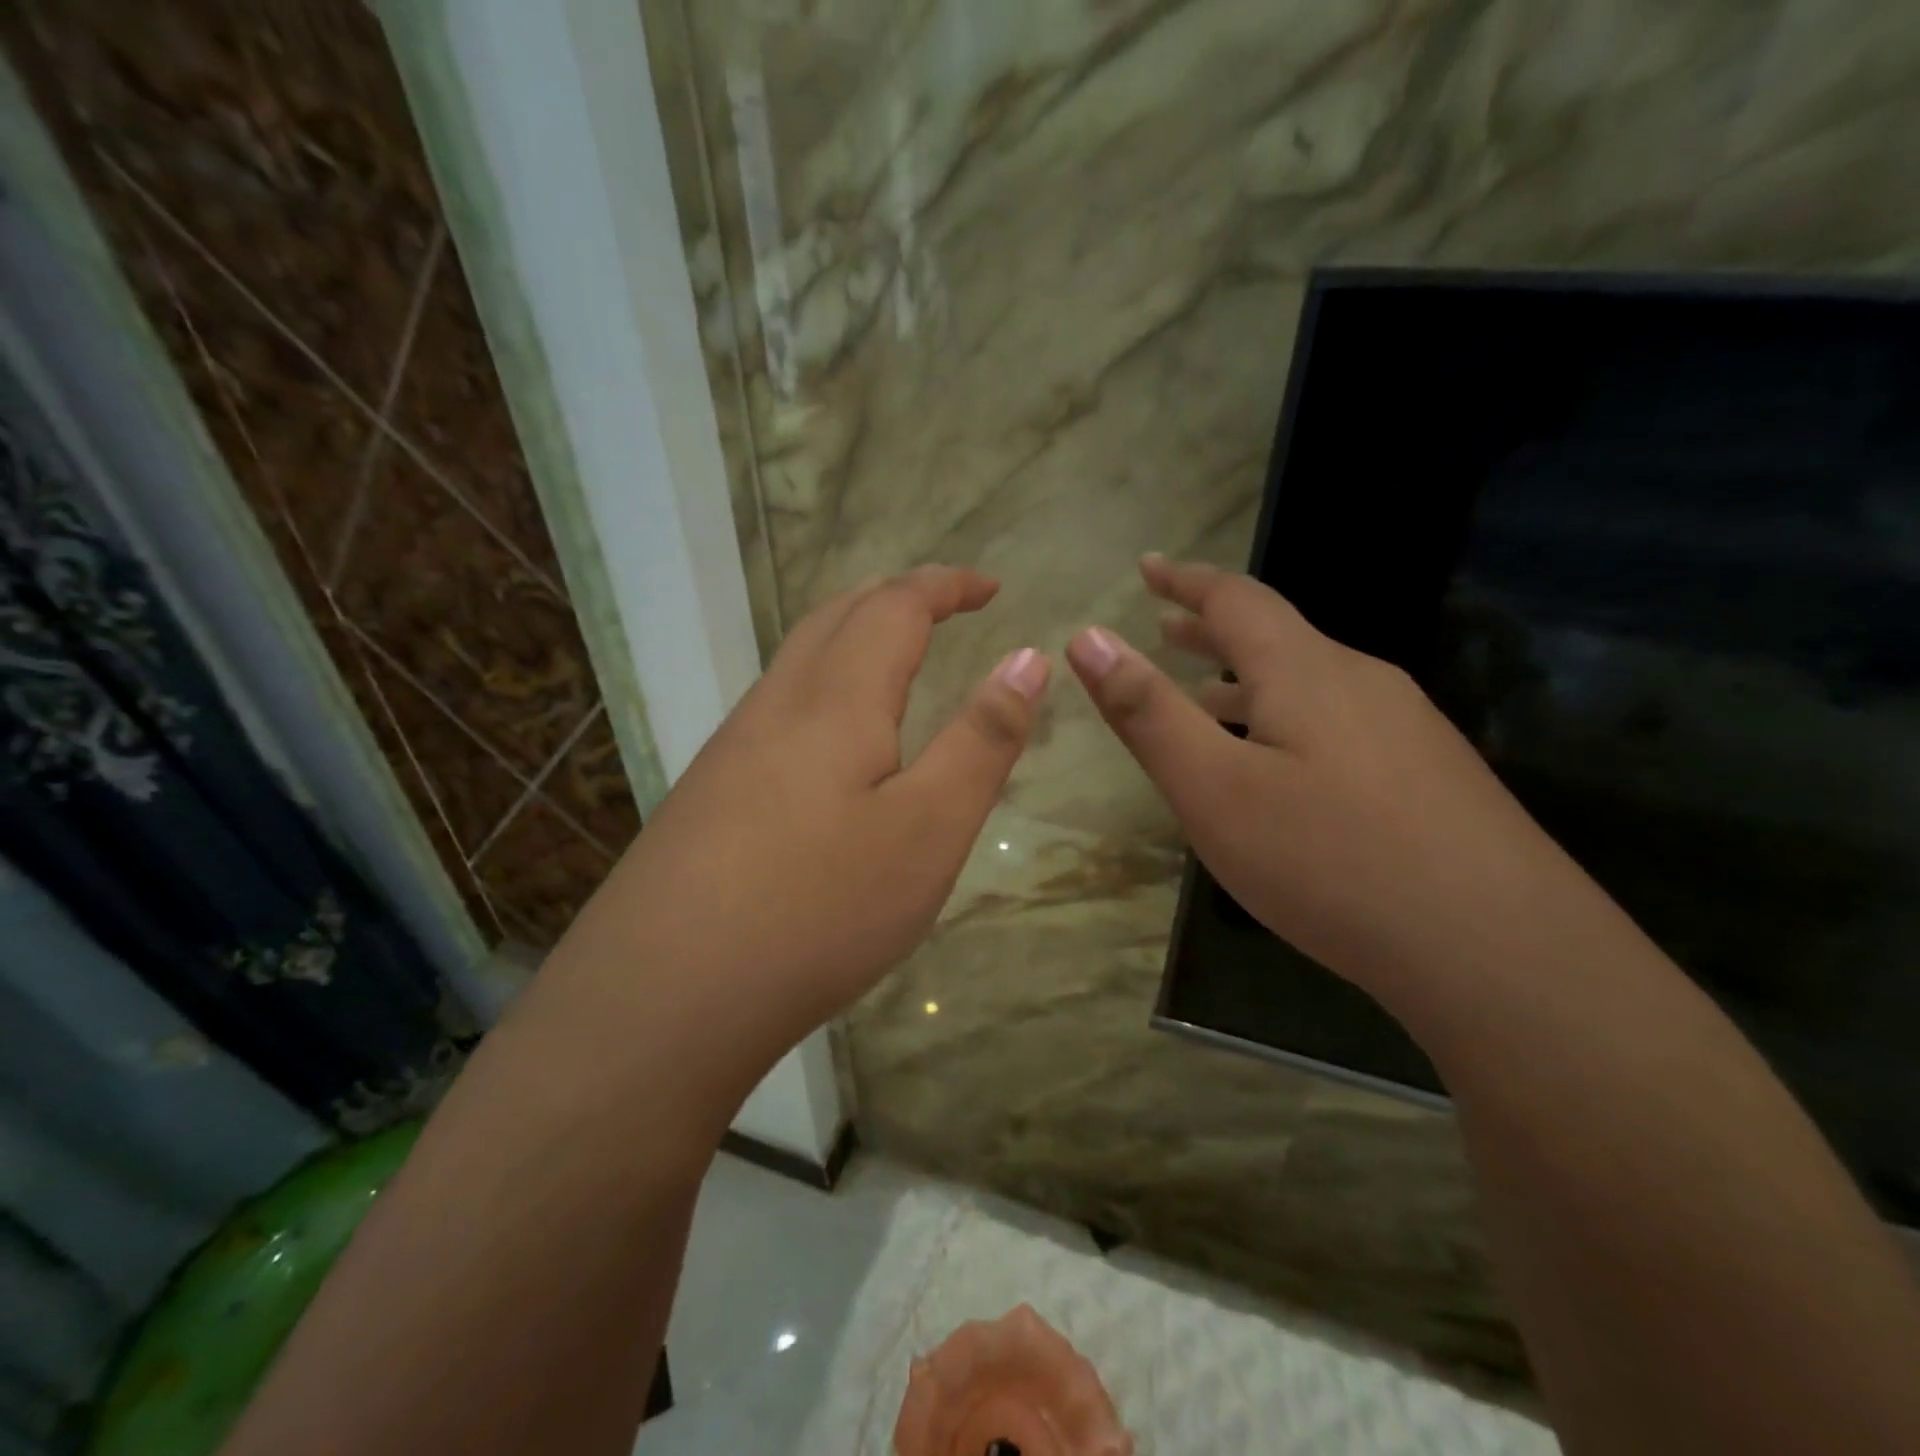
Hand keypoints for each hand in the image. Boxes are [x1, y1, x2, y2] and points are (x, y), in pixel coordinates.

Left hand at [558, 566, 1049, 1063]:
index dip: (946, 586)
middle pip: (836, 616)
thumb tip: (1027, 659)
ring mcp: (732, 749)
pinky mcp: (709, 793)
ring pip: (798, 659)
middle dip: (897, 597)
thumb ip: (981, 740)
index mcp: (836, 700)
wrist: (665, 996)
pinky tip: (831, 741)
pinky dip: (822, 685)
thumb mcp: (929, 829)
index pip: (895, 606)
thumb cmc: (820, 908)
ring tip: (895, 656)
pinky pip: (776, 707)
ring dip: (852, 636)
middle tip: (946, 608)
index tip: (991, 588)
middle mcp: (776, 705)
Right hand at [1065, 555, 1590, 998]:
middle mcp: (1361, 683)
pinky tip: (1280, 769)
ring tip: (1206, 696)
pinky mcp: (1430, 777)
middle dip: (1213, 628)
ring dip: (1249, 680)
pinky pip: (1338, 725)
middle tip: (1165, 626)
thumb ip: (1147, 712)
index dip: (1185, 579)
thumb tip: (1087, 638)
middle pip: (1277, 637)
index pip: (1236, 599)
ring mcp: (1406, 731)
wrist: (1500, 952)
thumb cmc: (1330, 860)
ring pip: (1309, 685)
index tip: (1148, 566)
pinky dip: (1286, 721)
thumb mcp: (1213, 788)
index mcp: (1305, 671)